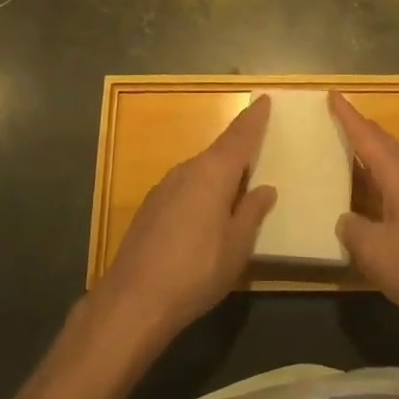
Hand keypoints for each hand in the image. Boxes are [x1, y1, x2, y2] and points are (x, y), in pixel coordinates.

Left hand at [96, 95, 276, 342]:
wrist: (133, 300)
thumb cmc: (196, 271)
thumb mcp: (236, 246)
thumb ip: (251, 213)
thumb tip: (265, 189)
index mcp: (213, 173)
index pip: (239, 137)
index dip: (253, 119)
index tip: (264, 99)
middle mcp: (187, 170)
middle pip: (219, 151)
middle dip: (238, 148)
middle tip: (257, 146)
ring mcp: (164, 187)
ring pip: (200, 171)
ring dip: (219, 173)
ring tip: (236, 186)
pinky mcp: (150, 207)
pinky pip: (185, 187)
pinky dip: (201, 190)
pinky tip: (205, 213)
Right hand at [332, 92, 398, 343]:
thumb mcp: (375, 250)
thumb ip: (354, 230)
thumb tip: (345, 220)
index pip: (369, 139)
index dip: (349, 118)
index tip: (335, 95)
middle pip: (387, 149)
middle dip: (365, 132)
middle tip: (343, 119)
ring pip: (395, 173)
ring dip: (374, 161)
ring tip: (352, 158)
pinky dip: (381, 193)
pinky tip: (373, 210)